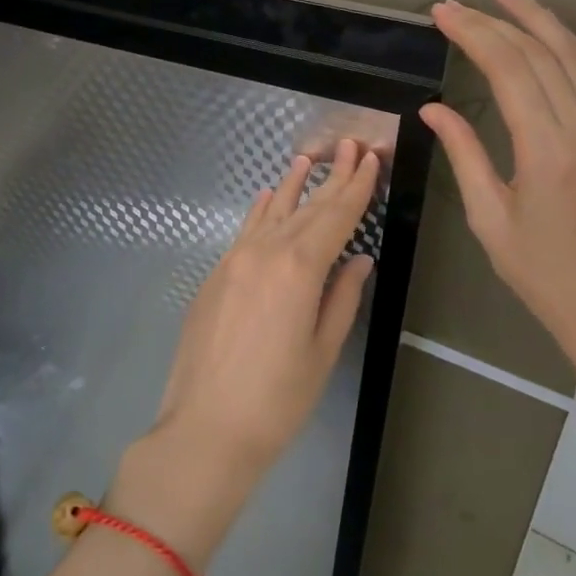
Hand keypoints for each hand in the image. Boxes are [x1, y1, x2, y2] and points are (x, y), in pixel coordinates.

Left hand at [150, 138, 379, 475]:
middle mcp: (265, 252)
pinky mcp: (215, 275)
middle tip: (350, 146)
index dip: (356, 187)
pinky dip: (261, 211)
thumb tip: (358, 259)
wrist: (205, 429)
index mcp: (299, 269)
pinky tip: (267, 196)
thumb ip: (342, 297)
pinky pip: (245, 231)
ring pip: (271, 213)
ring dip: (293, 186)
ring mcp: (234, 260)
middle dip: (332, 178)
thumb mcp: (322, 351)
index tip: (371, 159)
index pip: (336, 217)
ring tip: (308, 159)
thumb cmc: (277, 400)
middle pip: (306, 208)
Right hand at [421, 0, 575, 387]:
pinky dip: (567, 46)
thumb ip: (464, 153)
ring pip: (574, 56)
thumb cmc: (538, 271)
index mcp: (547, 150)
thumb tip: (433, 108)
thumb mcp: (488, 216)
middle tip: (455, 4)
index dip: (473, 34)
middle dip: (494, 21)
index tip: (441, 13)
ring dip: (538, 20)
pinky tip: (546, 34)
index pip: (509, 70)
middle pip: (539, 54)